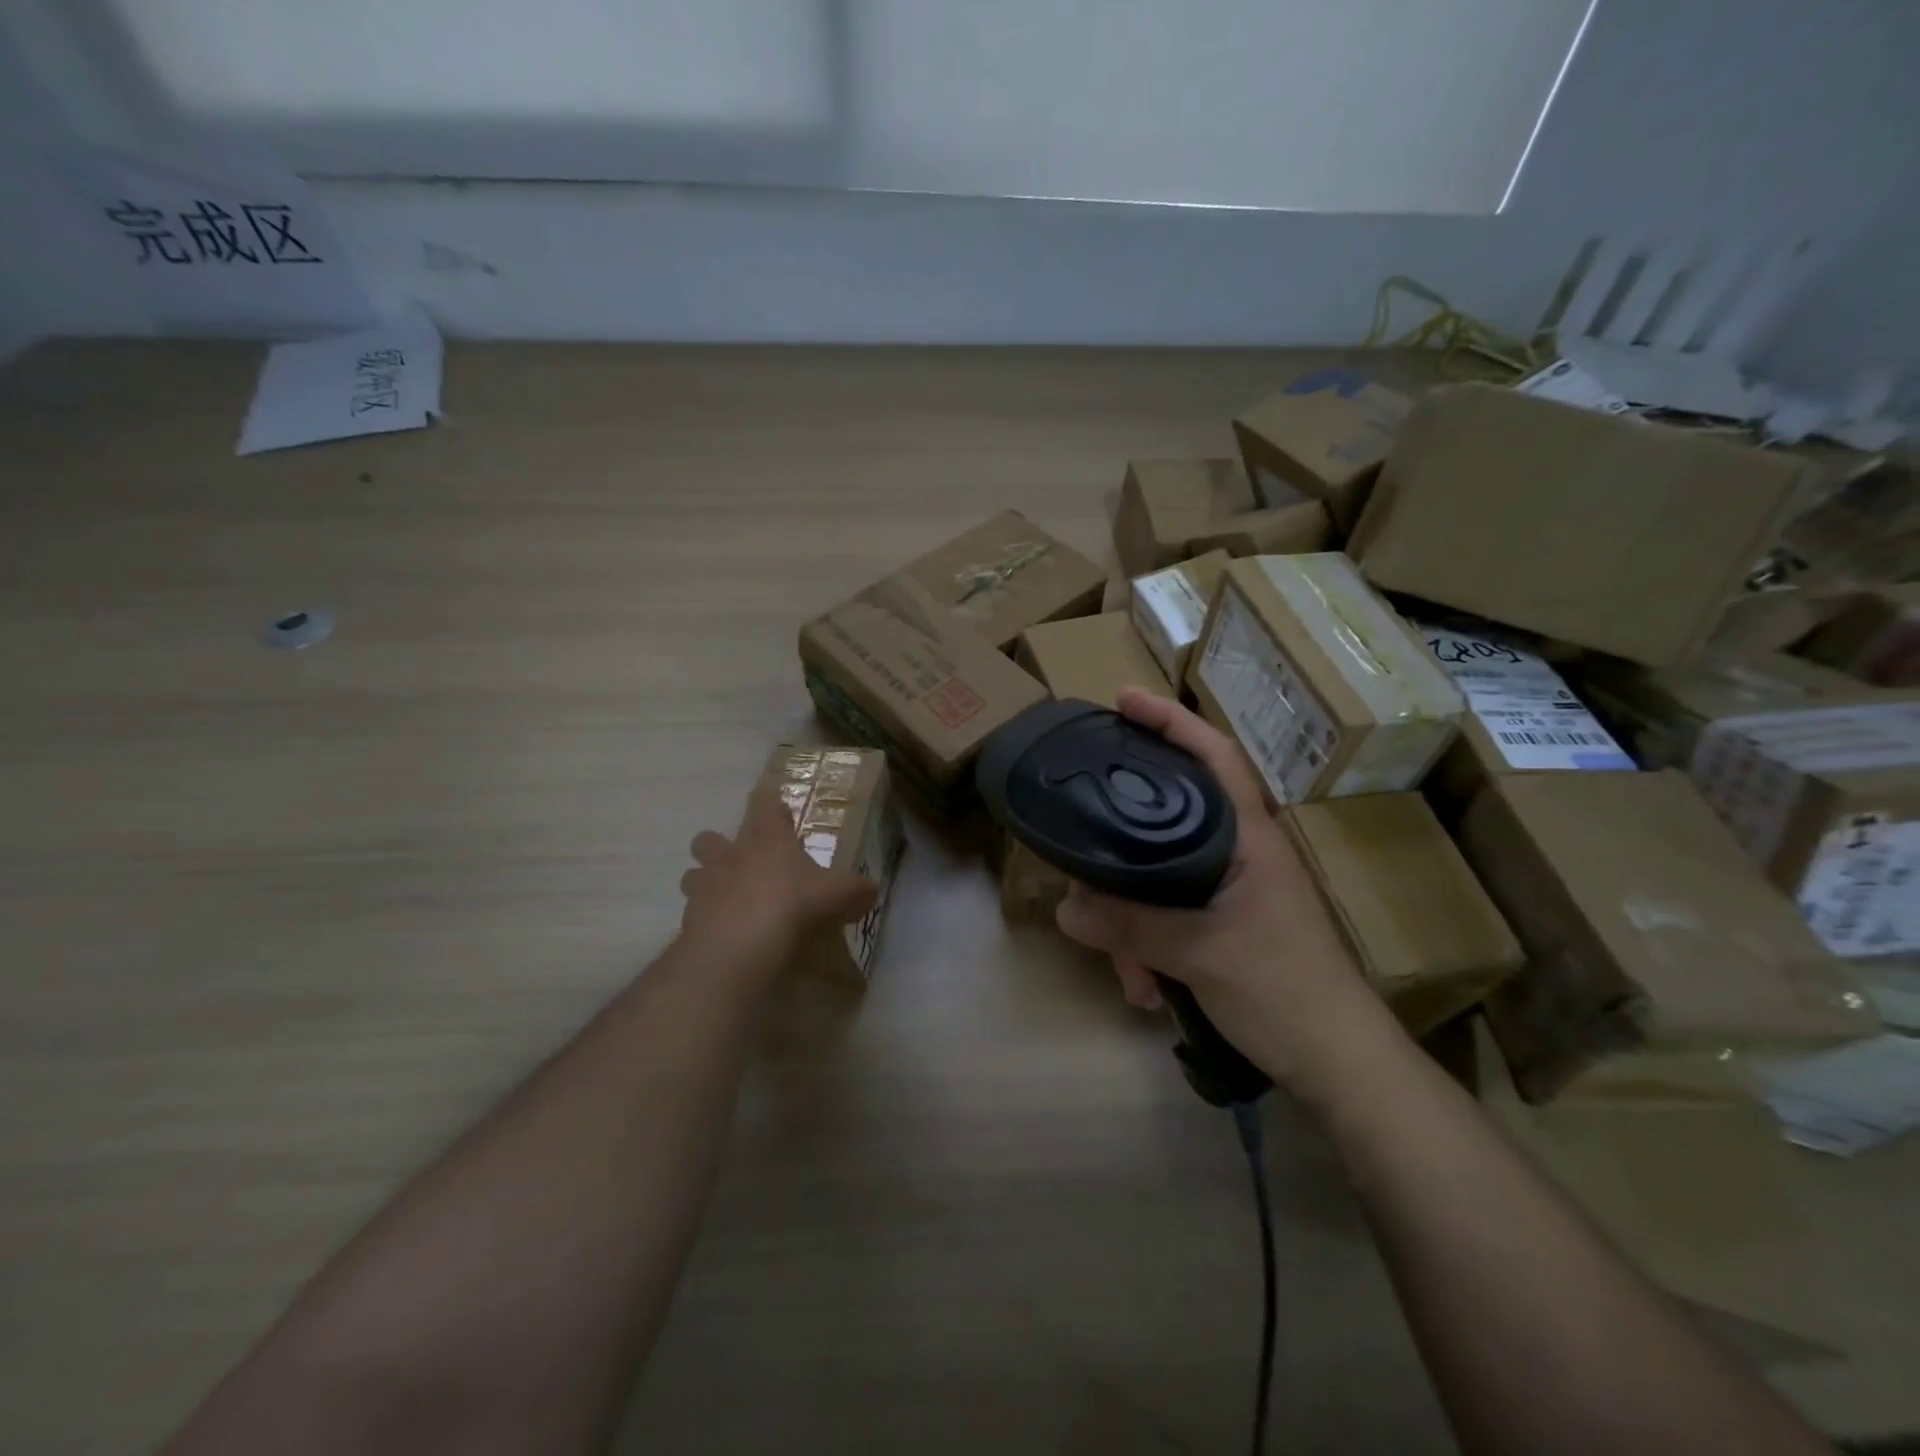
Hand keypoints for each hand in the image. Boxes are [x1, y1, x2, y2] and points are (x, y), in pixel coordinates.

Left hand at [679, 786, 880, 962]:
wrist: (739, 945)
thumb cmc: (792, 903)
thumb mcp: (838, 895)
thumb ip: (856, 890)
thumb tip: (870, 891)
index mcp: (766, 837)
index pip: (762, 803)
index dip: (768, 803)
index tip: (776, 809)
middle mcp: (730, 854)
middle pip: (709, 837)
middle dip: (719, 845)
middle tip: (742, 863)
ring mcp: (704, 885)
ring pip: (694, 874)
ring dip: (706, 882)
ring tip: (728, 900)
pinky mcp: (689, 919)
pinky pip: (694, 912)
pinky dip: (706, 920)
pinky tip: (725, 934)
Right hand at [1055, 690, 1376, 1080]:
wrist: (1338, 1064)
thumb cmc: (1284, 990)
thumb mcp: (1200, 953)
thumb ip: (1131, 926)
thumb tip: (1066, 908)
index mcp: (1248, 837)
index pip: (1214, 755)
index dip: (1171, 720)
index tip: (1123, 700)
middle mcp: (1238, 853)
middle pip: (1167, 819)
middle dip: (1122, 848)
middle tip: (1080, 856)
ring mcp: (1229, 891)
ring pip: (1160, 877)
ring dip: (1132, 922)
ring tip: (1124, 969)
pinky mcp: (1221, 925)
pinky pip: (1167, 916)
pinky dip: (1147, 947)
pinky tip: (1143, 988)